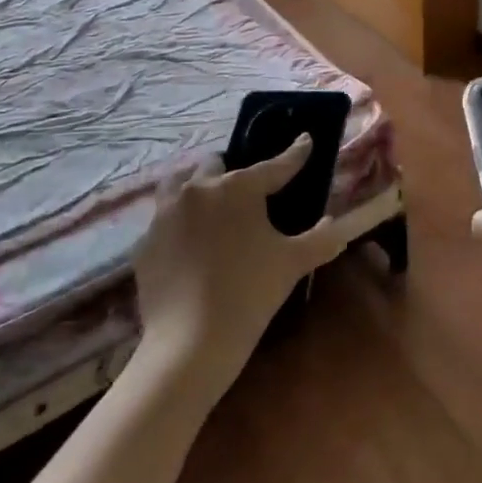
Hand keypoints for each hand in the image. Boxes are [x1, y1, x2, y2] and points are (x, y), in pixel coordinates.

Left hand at [132, 138, 359, 387]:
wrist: (190, 342)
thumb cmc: (250, 292)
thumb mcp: (294, 263)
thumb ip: (321, 238)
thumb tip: (337, 224)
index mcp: (238, 188)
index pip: (275, 165)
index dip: (295, 153)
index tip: (305, 140)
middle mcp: (198, 190)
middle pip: (214, 165)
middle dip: (231, 171)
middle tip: (246, 193)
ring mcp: (164, 215)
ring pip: (178, 185)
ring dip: (195, 188)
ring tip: (209, 207)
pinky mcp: (144, 244)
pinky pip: (162, 222)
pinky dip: (177, 226)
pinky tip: (188, 246)